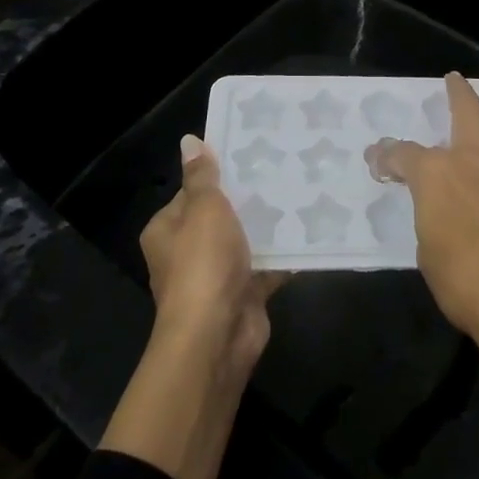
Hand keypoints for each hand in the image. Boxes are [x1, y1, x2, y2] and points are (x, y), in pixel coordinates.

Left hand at [100, 136, 282, 478]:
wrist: (216, 337)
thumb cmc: (202, 264)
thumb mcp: (203, 209)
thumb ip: (202, 176)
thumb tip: (190, 140)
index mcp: (168, 229)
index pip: (192, 191)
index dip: (218, 173)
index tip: (250, 152)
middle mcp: (187, 252)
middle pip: (221, 215)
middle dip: (249, 197)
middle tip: (283, 167)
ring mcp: (217, 276)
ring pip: (246, 240)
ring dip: (268, 224)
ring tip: (302, 190)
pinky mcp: (244, 294)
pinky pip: (267, 266)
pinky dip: (285, 253)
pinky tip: (311, 230)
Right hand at [368, 70, 478, 357]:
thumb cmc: (460, 281)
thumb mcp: (425, 248)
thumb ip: (428, 216)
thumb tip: (430, 205)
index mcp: (435, 175)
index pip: (404, 156)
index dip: (387, 157)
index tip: (377, 160)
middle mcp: (472, 162)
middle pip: (464, 114)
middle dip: (457, 93)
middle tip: (454, 78)